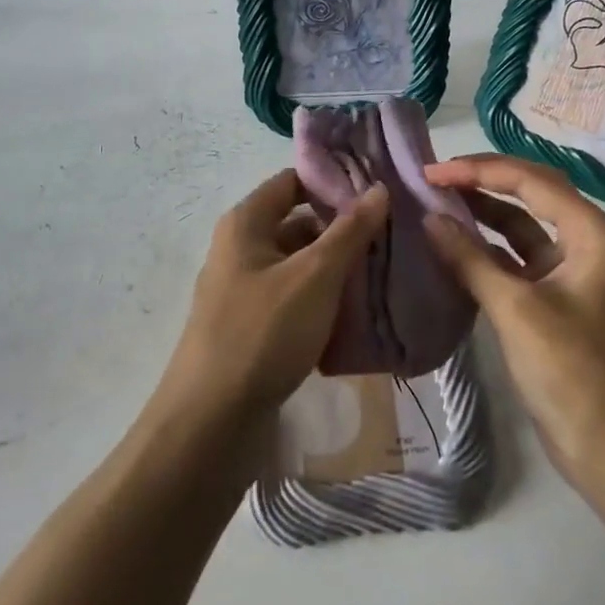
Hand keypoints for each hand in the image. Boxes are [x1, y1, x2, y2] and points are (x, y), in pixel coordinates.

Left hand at [157, 168, 389, 426]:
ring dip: (338, 269)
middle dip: (343, 230)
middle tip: (393, 234)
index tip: (379, 189)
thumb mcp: (315, 276)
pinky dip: (324, 302)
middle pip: (299, 224)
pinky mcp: (253, 329)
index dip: (333, 181)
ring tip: (387, 271)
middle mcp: (241, 250)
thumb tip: (378, 188)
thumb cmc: (263, 333)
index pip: (293, 181)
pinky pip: (295, 301)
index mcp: (246, 224)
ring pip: (300, 266)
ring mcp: (245, 291)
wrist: (211, 423)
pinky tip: (360, 314)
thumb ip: (349, 231)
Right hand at [420, 154, 604, 493]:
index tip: (430, 172)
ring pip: (522, 229)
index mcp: (592, 233)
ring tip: (434, 205)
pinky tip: (452, 250)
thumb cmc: (575, 375)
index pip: (530, 181)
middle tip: (431, 179)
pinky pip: (518, 262)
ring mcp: (573, 273)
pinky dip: (486, 253)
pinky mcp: (557, 302)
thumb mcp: (517, 311)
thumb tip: (429, 217)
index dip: (478, 170)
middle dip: (480, 184)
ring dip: (481, 217)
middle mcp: (587, 242)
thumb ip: (470, 259)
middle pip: (529, 196)